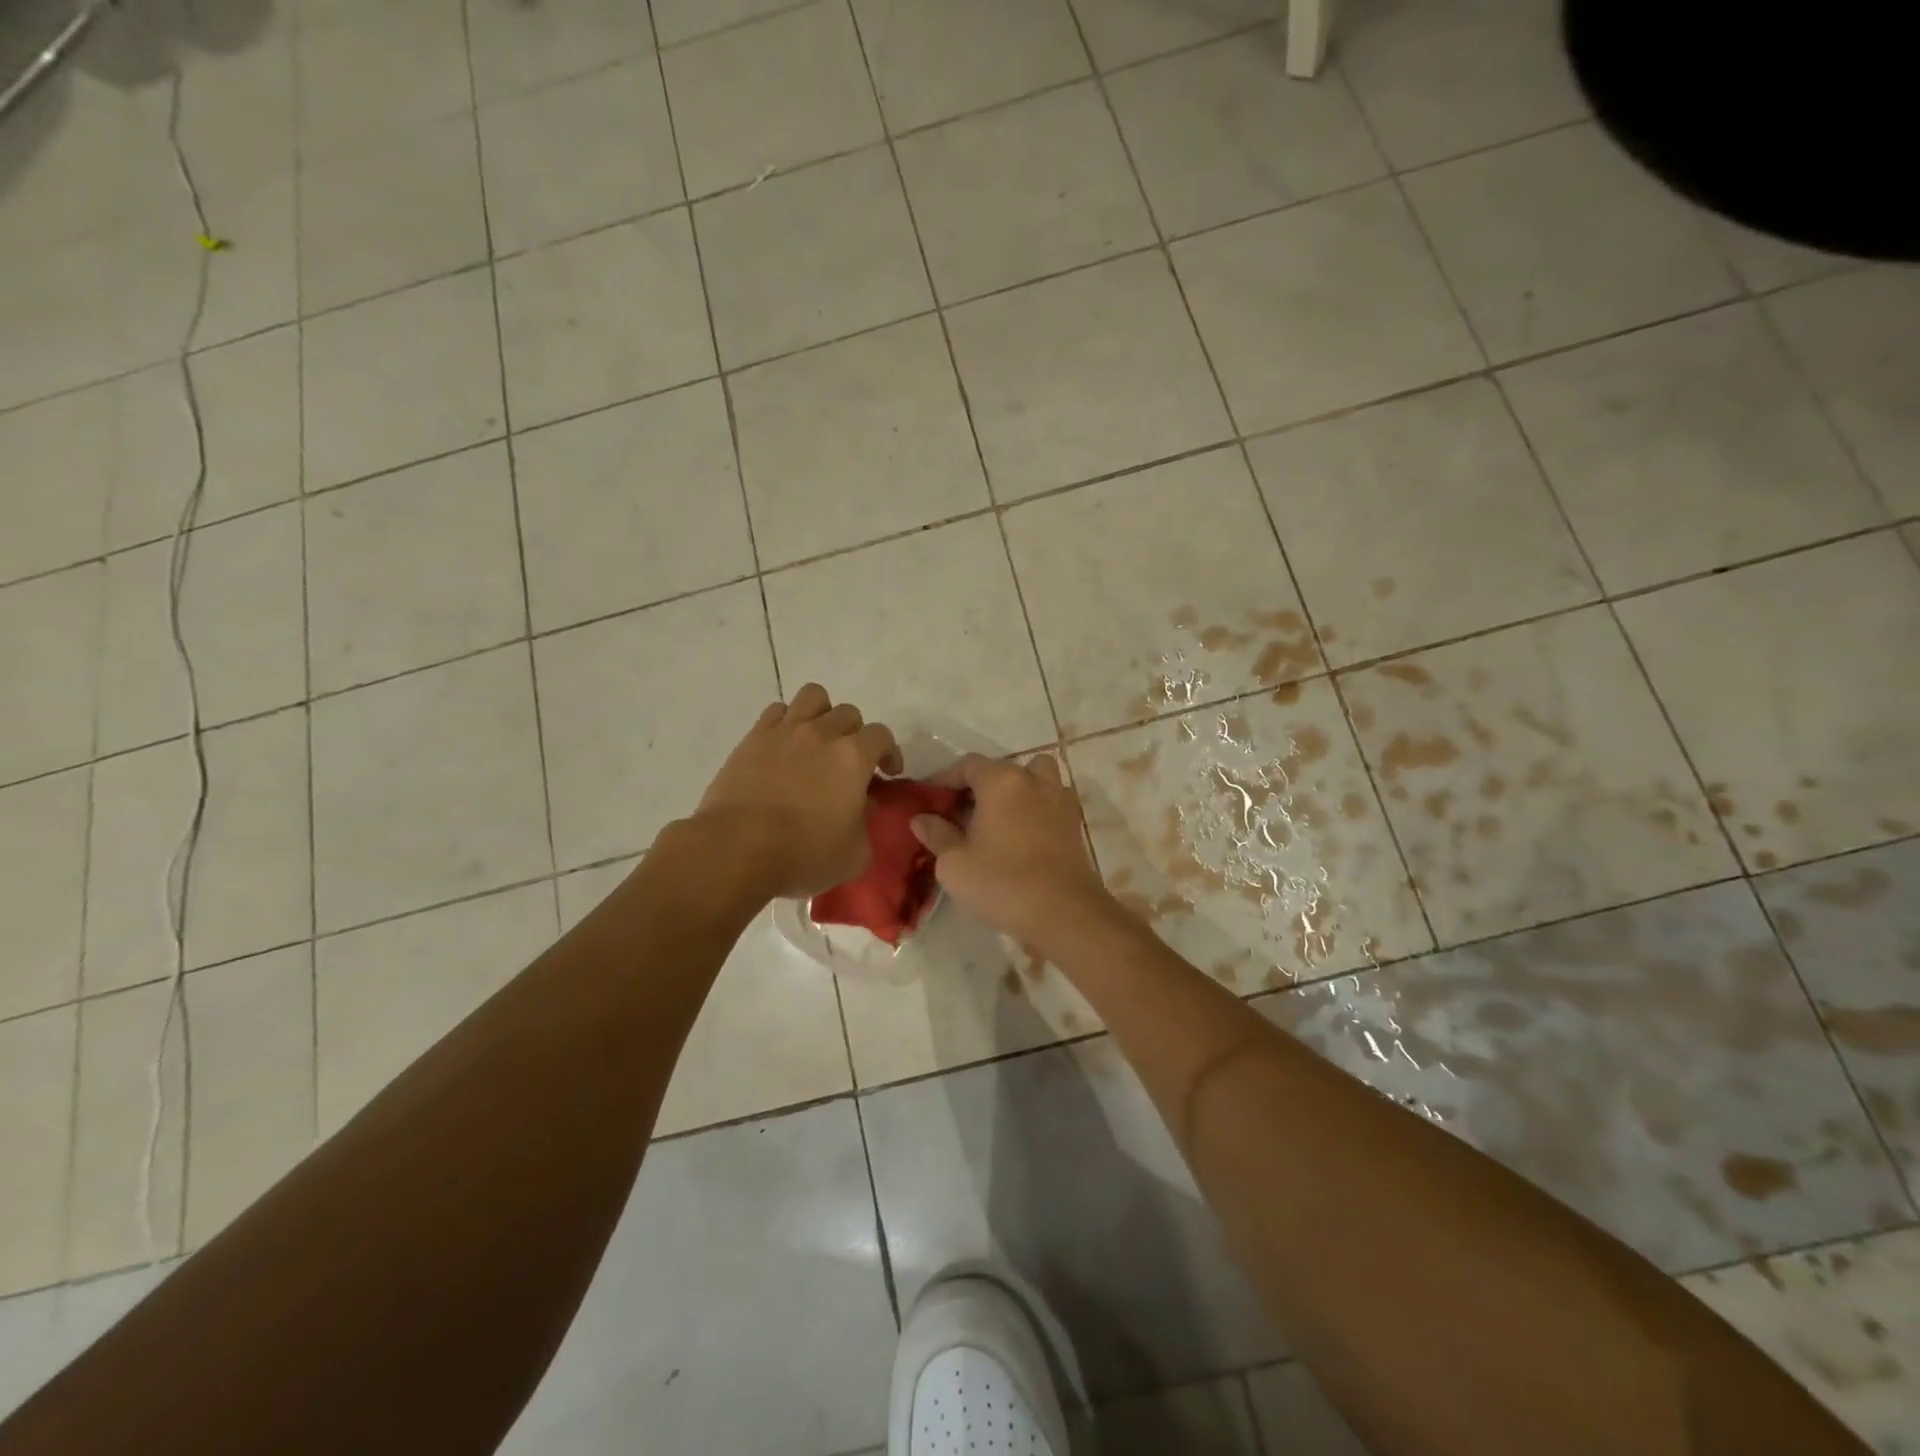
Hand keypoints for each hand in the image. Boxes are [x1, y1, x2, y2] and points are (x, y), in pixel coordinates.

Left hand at [694, 685, 900, 899]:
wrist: (736, 848)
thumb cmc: (803, 854)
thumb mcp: (854, 853)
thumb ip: (866, 824)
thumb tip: (863, 806)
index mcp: (853, 757)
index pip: (881, 736)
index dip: (889, 752)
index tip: (887, 774)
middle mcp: (821, 733)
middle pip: (848, 713)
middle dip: (856, 735)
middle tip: (849, 763)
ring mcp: (784, 731)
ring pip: (813, 696)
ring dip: (822, 714)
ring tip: (817, 741)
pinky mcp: (752, 738)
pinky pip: (776, 711)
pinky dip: (786, 722)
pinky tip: (784, 747)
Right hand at [909, 753, 1113, 950]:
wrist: (1063, 913)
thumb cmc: (1002, 883)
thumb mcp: (954, 863)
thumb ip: (937, 834)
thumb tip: (922, 818)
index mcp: (1001, 781)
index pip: (968, 764)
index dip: (945, 777)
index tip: (929, 797)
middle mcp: (1033, 781)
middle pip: (1002, 769)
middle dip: (979, 785)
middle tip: (960, 812)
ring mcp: (1059, 800)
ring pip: (1035, 778)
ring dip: (1016, 790)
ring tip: (998, 817)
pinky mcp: (1074, 824)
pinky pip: (1050, 802)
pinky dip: (1035, 809)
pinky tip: (1021, 836)